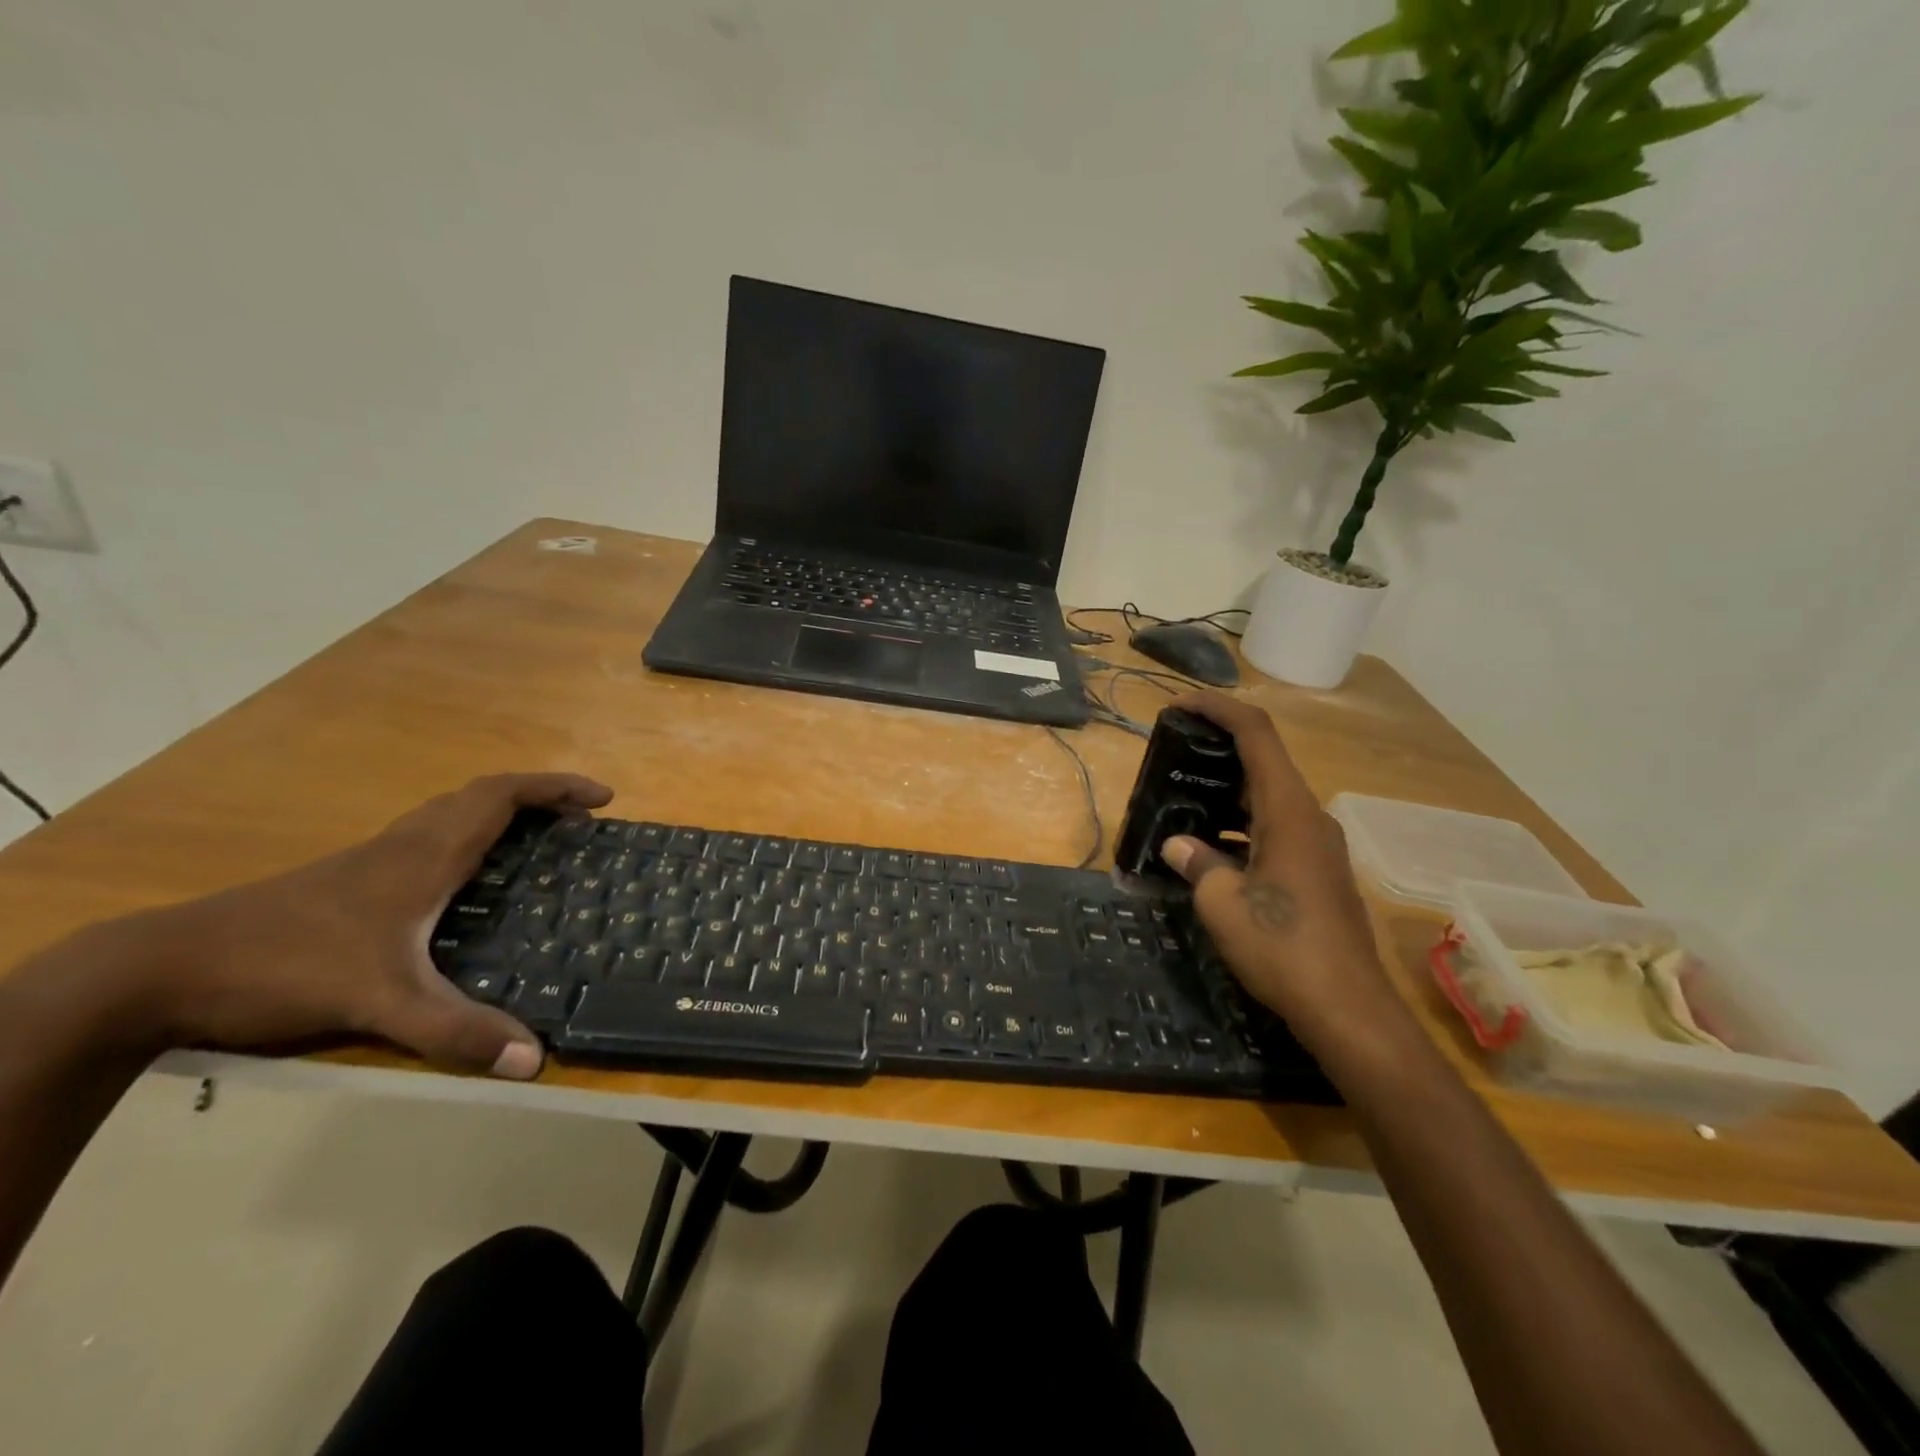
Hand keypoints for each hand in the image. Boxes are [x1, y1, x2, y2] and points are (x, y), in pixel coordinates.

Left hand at [115, 773, 612, 1078]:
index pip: (502, 796)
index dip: (555, 788)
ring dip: (502, 813)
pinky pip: (428, 837)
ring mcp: (371, 860)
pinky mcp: (348, 880)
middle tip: (580, 820)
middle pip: (482, 795)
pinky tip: (466, 880)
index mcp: (424, 855)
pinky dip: (468, 836)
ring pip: (451, 813)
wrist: (158, 970)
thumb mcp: (380, 1002)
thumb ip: (456, 1029)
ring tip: (539, 840)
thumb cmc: (283, 966)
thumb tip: (533, 1060)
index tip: (601, 798)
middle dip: (539, 797)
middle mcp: (404, 845)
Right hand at [1159, 693, 1403, 1052]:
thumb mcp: (1221, 904)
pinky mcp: (1319, 872)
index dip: (1218, 709)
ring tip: (1183, 800)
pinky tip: (1211, 849)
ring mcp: (1319, 846)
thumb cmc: (1282, 947)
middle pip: (1264, 762)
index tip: (1180, 704)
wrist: (1348, 1009)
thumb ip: (1197, 863)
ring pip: (1269, 799)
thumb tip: (1178, 846)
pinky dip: (1242, 825)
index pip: (1257, 735)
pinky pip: (1276, 830)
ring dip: (1228, 792)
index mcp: (1289, 811)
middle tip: (1174, 754)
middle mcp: (1310, 818)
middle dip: (1218, 750)